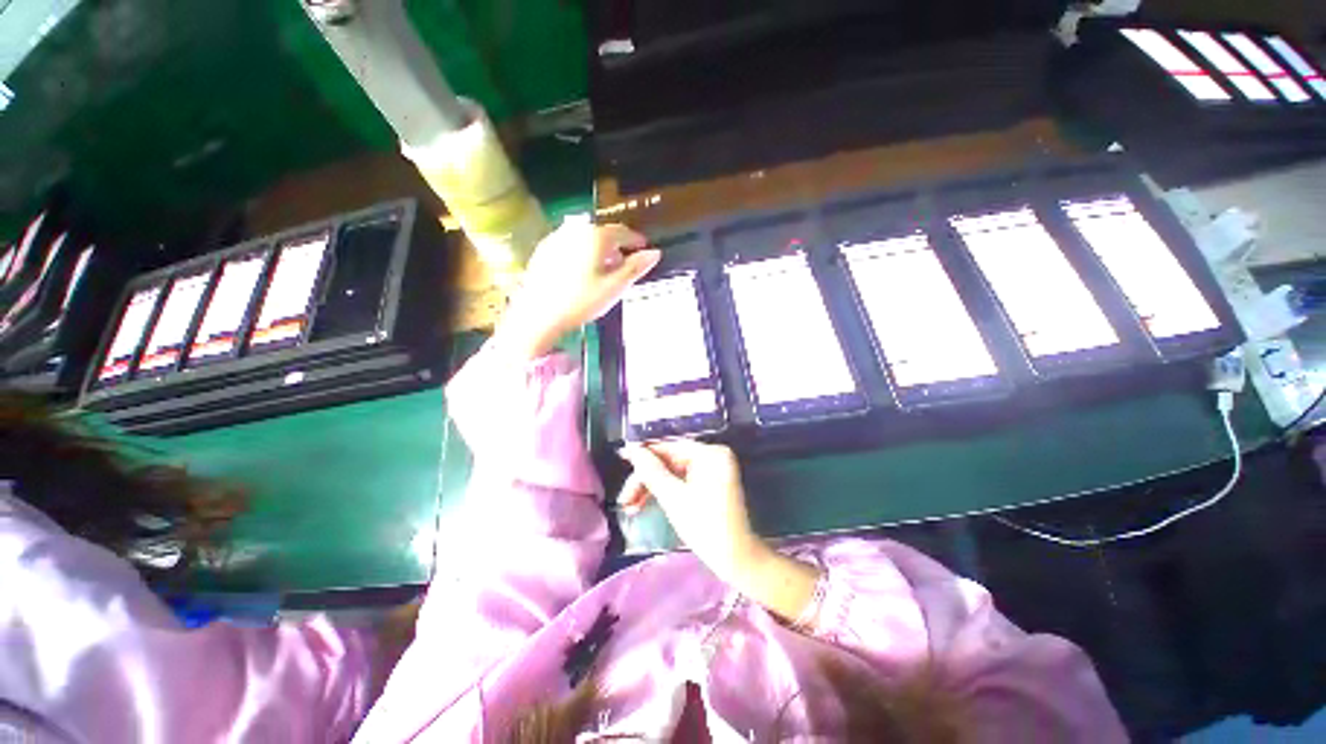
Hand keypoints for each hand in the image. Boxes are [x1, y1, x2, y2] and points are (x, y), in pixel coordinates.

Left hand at [497, 218, 657, 360]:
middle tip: (624, 263)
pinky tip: (581, 271)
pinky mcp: (544, 250)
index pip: (622, 232)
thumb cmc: (581, 301)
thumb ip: (635, 268)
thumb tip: (655, 253)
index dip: (635, 240)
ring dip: (598, 249)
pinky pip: (570, 245)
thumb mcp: (614, 287)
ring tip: (603, 269)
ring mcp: (557, 238)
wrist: (538, 314)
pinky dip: (581, 253)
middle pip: (603, 233)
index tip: (642, 248)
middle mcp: (576, 230)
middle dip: (616, 246)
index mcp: (596, 237)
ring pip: (585, 238)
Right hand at [618, 441, 764, 581]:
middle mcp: (713, 456)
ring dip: (651, 488)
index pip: (670, 447)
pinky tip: (645, 504)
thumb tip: (632, 450)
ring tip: (630, 508)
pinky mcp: (711, 484)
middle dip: (645, 479)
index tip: (621, 457)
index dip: (644, 453)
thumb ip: (651, 471)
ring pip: (673, 472)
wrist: (737, 559)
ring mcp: (713, 470)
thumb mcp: (673, 498)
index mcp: (710, 453)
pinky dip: (665, 492)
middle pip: (670, 460)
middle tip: (624, 499)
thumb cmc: (705, 527)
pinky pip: (682, 481)